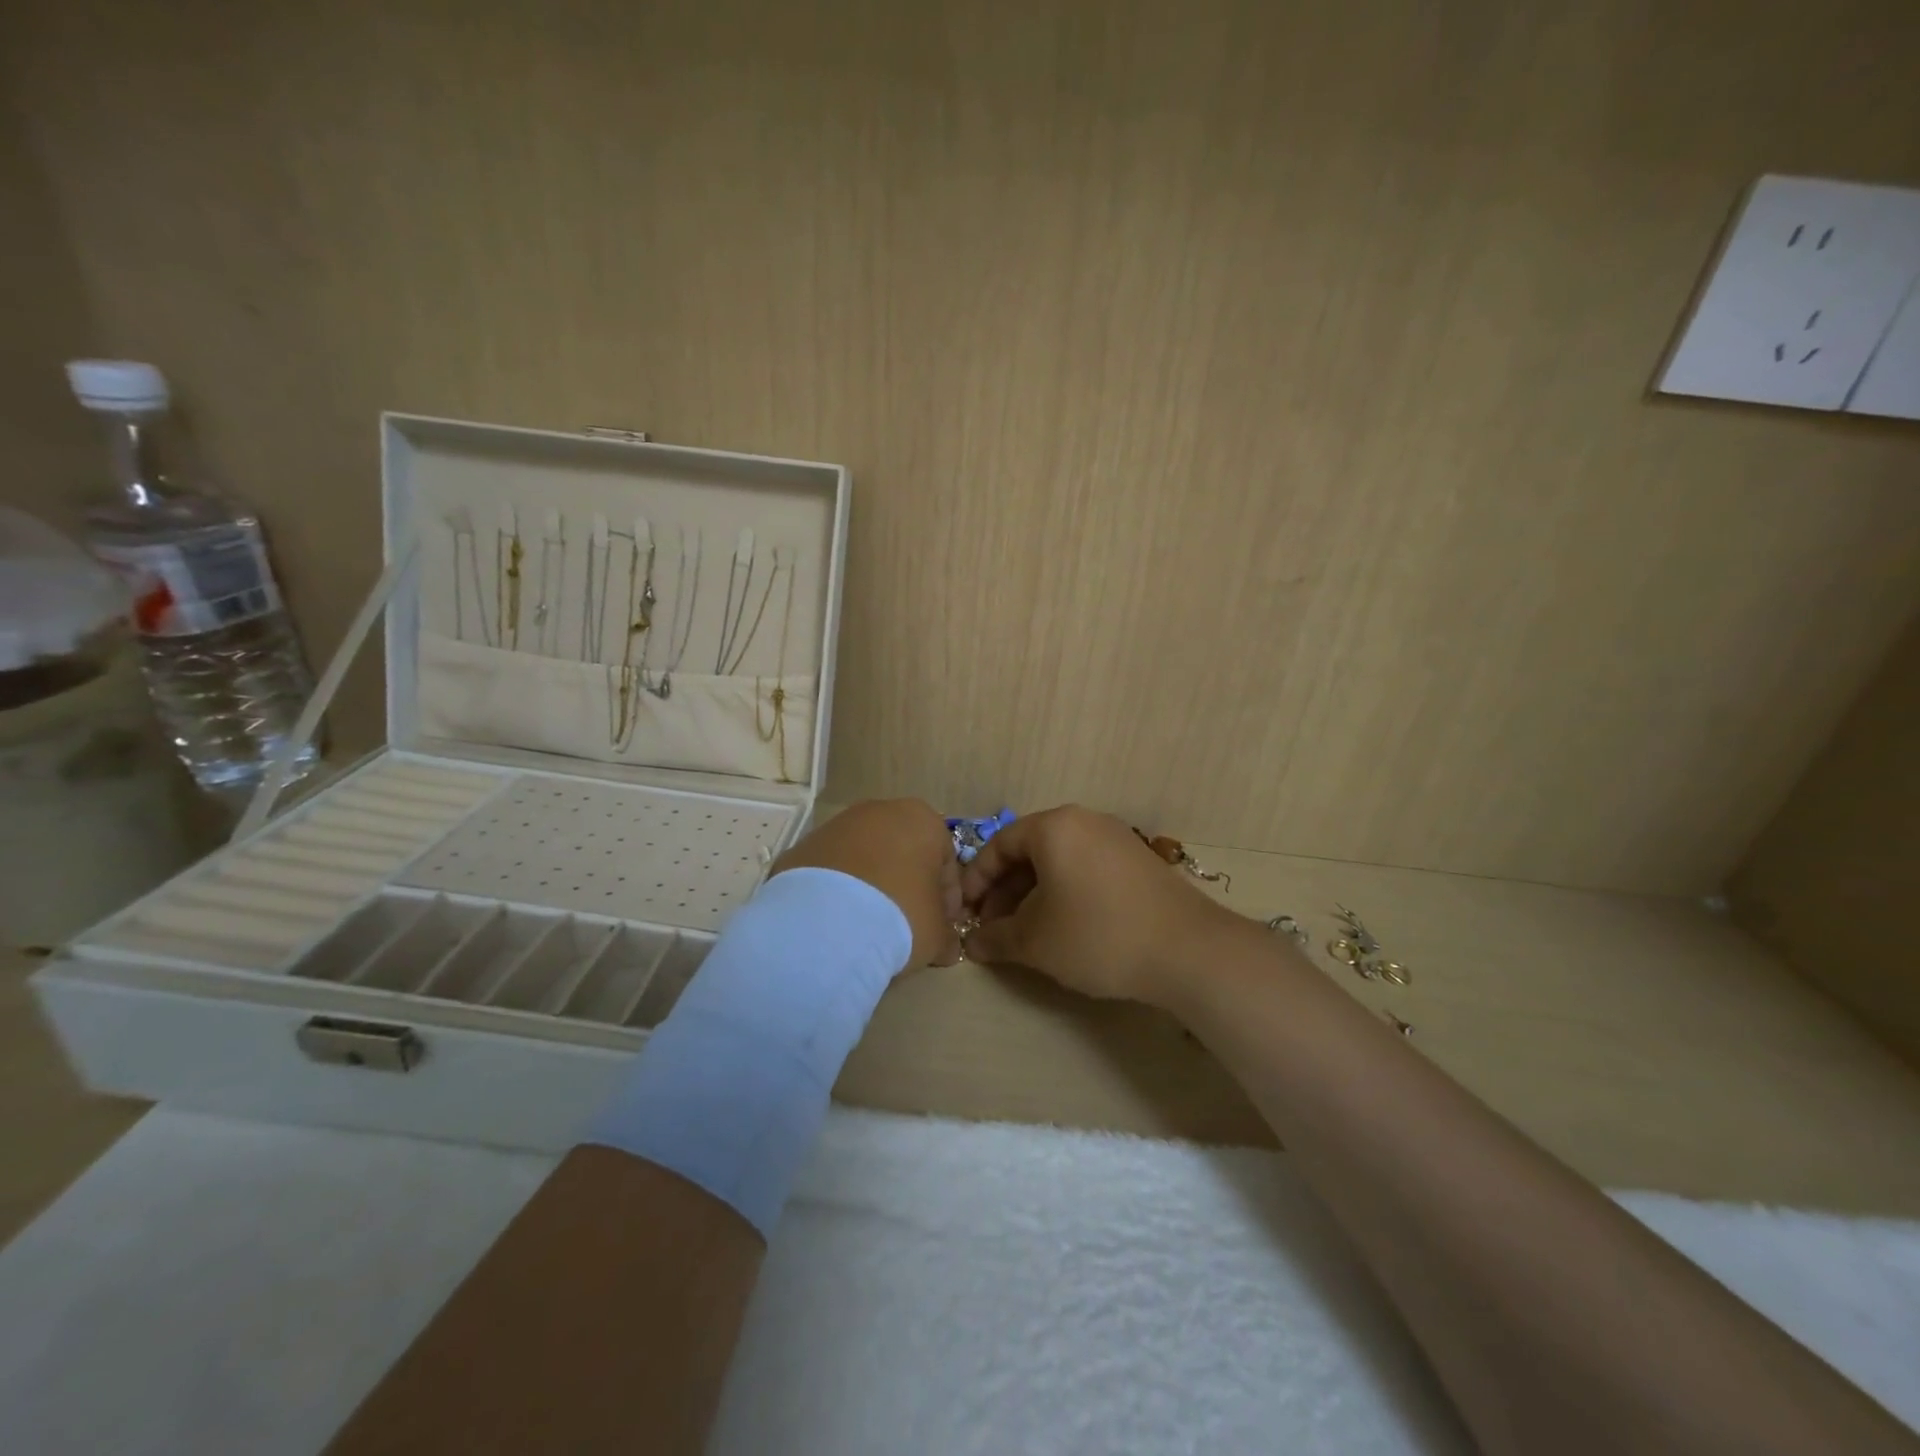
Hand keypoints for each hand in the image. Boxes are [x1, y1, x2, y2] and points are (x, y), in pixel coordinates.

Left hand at [772, 799, 962, 966]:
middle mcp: (880, 811)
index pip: (946, 861)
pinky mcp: (802, 846)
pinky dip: (836, 893)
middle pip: (903, 853)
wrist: (825, 923)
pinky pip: (831, 872)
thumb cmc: (900, 916)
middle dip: (907, 887)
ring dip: (870, 888)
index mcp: (922, 820)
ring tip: (867, 929)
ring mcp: (836, 825)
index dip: (947, 899)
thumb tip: (947, 947)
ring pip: (864, 859)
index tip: (941, 928)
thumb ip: (946, 935)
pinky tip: (836, 924)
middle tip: (906, 927)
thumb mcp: (937, 934)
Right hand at [960, 806, 1236, 1006]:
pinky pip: (1085, 869)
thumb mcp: (1035, 942)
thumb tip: (972, 943)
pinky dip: (1064, 893)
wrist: (1187, 951)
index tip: (964, 913)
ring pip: (1058, 862)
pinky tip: (1064, 928)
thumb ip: (996, 938)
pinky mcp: (1137, 862)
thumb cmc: (1097, 935)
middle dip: (1005, 890)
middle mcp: (1084, 822)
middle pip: (1030, 851)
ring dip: (1033, 895)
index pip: (999, 844)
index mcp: (1054, 827)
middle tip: (993, 928)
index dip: (976, 880)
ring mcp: (1116, 839)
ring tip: (1025, 933)